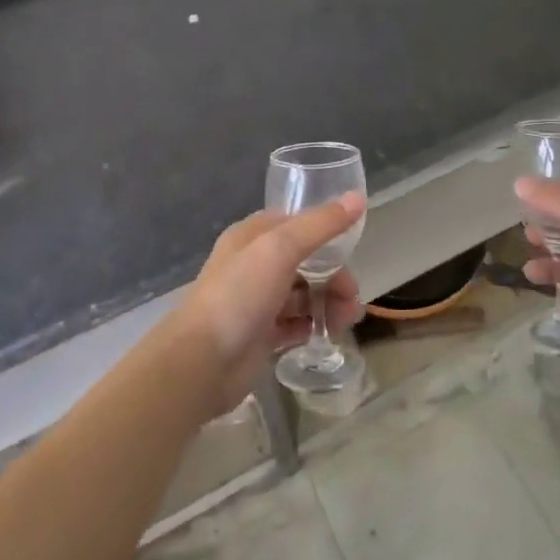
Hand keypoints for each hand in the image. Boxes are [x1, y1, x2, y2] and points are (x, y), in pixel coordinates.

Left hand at [169, 195, 367, 416]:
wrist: (202, 362)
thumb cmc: (239, 295)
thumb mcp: (281, 249)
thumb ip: (320, 225)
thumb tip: (358, 198)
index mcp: (252, 236)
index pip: (294, 224)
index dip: (324, 232)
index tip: (351, 248)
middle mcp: (253, 265)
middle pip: (304, 261)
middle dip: (333, 275)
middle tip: (351, 297)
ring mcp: (257, 301)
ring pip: (303, 294)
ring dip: (328, 302)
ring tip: (345, 320)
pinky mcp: (261, 335)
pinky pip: (295, 324)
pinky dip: (312, 326)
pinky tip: (326, 334)